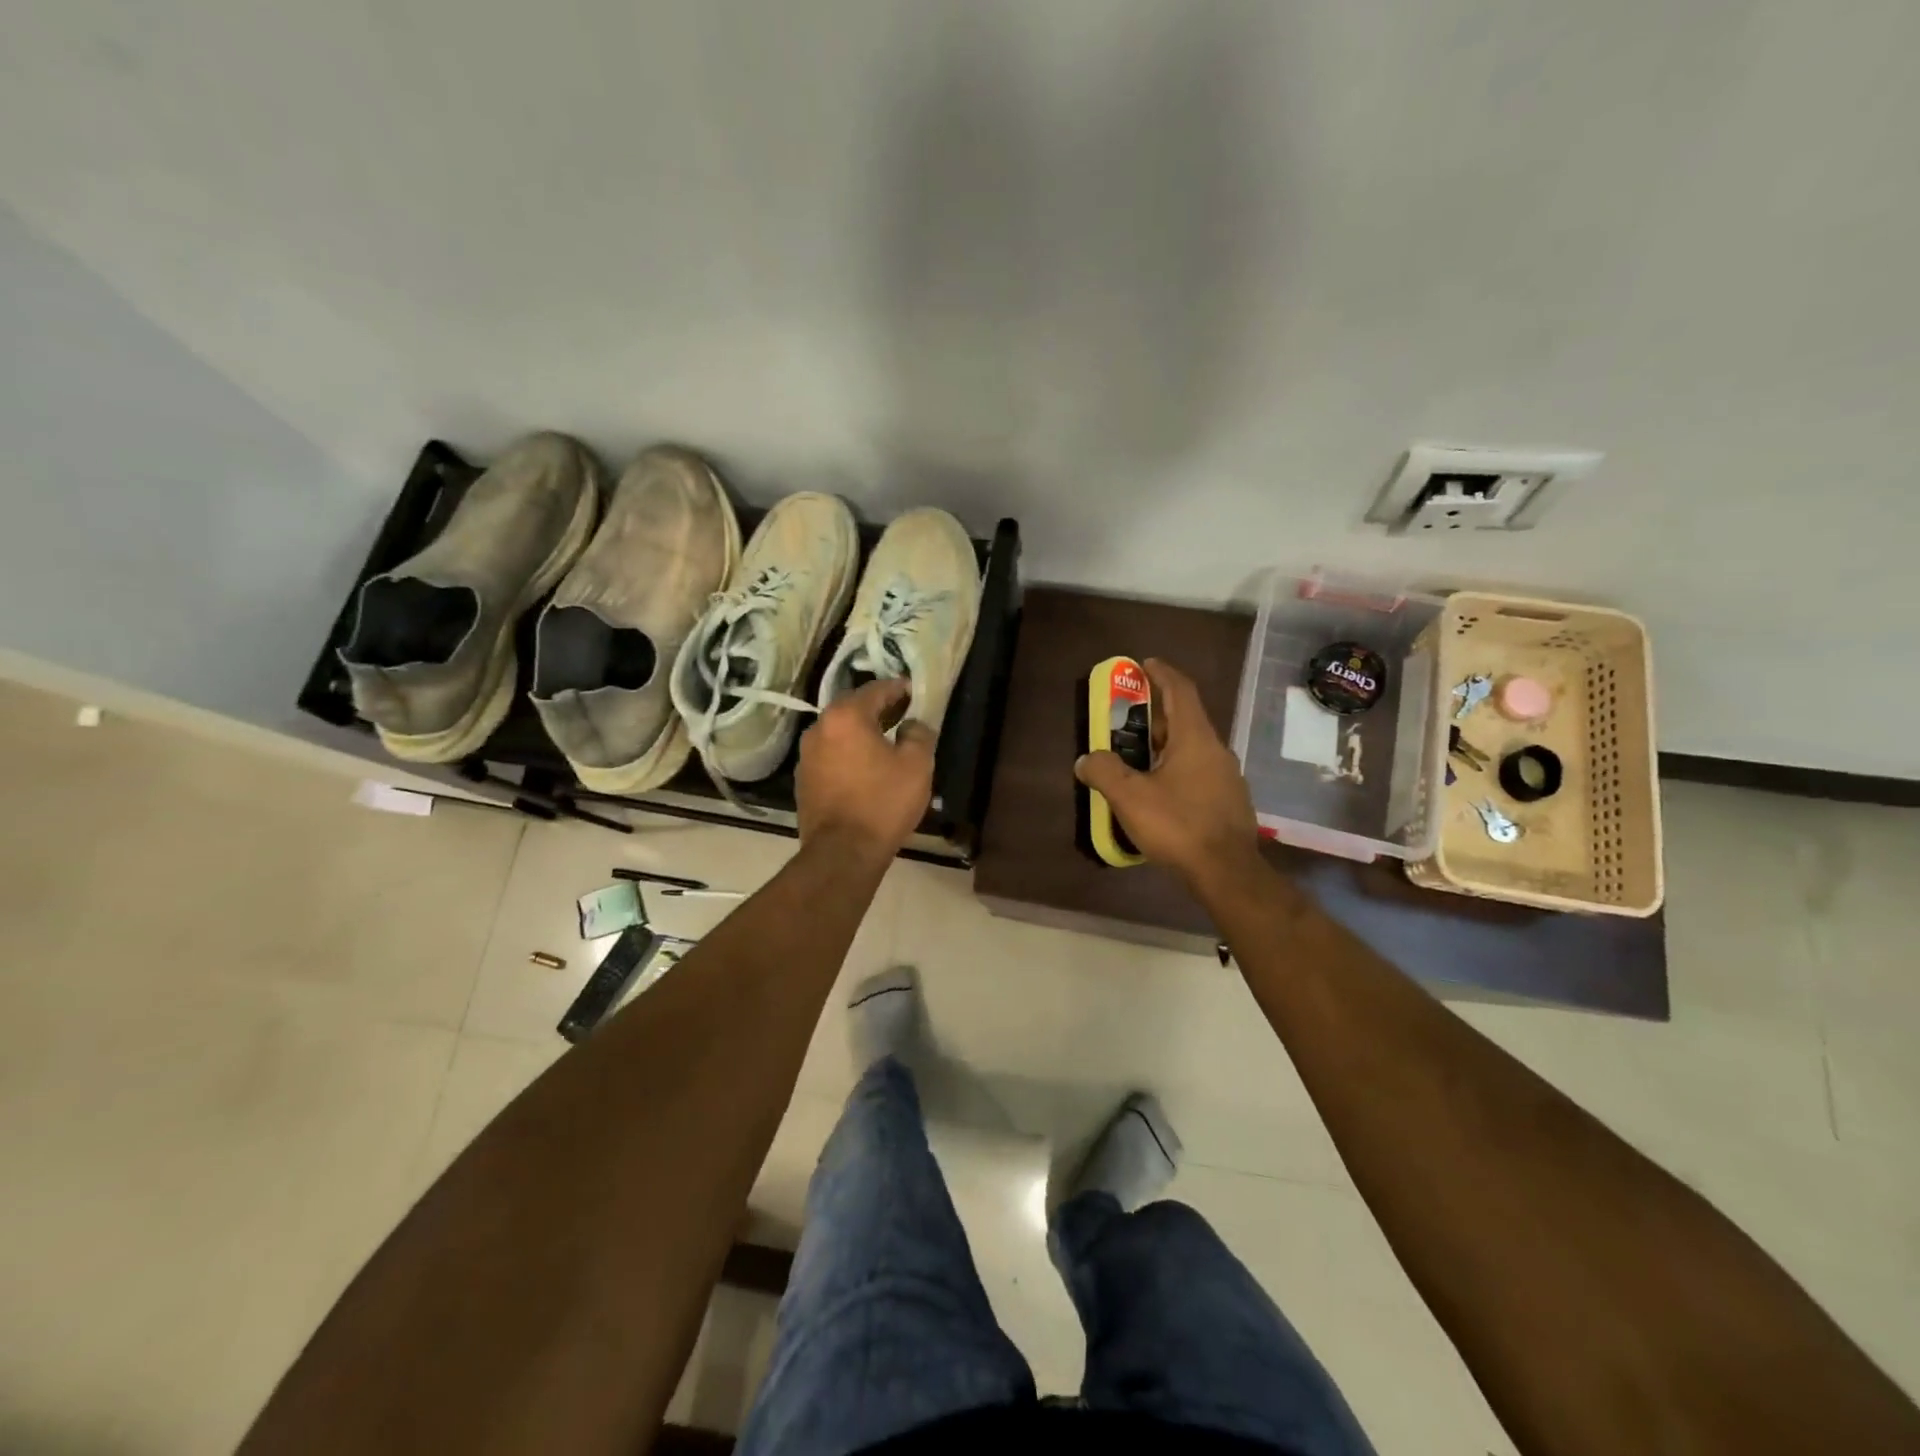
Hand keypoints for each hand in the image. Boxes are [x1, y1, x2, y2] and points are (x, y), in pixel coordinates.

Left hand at [797, 679, 935, 858]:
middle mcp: (819, 728)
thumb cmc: (883, 803)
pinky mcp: (803, 780)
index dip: (899, 688)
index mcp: (846, 716)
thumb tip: (913, 724)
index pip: (876, 689)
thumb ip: (919, 734)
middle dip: (879, 708)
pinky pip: (831, 755)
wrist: (842, 853)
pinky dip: (849, 753)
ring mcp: (806, 755)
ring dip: (862, 732)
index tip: (915, 692)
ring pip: (840, 732)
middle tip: (904, 714)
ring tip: (887, 741)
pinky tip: (866, 768)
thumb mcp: (917, 765)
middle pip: (853, 707)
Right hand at [1075, 658, 1260, 886]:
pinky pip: (1200, 772)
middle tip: (1128, 718)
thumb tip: (1086, 759)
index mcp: (1195, 738)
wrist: (1227, 872)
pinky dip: (1178, 768)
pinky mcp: (1230, 801)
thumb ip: (1104, 771)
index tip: (1145, 664)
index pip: (1181, 690)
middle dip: (1157, 713)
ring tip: (1139, 757)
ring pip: (1193, 748)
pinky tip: (1161, 791)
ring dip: (1167, 744)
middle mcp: (1216, 750)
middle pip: (1186, 719)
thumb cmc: (1178, 825)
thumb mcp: (1130, 797)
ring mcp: (1227, 777)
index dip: (1162, 673)